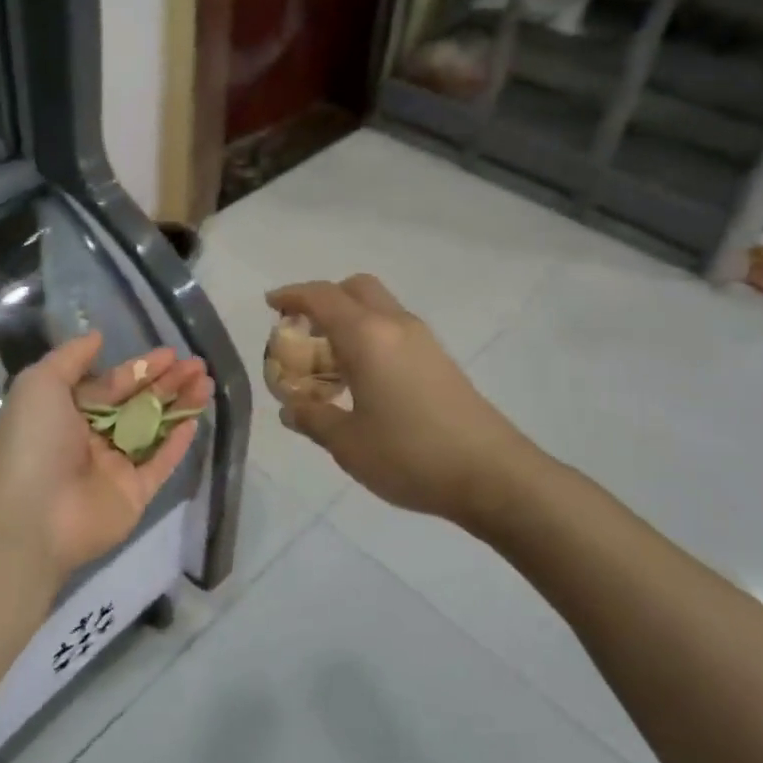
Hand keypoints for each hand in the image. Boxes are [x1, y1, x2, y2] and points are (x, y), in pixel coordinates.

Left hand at [0, 333, 212, 584]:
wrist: (29, 516)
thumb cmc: (32, 441)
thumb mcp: (40, 384)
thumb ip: (71, 357)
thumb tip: (97, 336)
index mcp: (67, 412)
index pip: (111, 384)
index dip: (141, 368)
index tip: (171, 353)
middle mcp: (91, 437)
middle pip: (137, 403)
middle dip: (167, 382)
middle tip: (197, 365)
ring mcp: (114, 467)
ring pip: (153, 429)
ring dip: (179, 405)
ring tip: (206, 382)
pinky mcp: (133, 494)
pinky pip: (160, 464)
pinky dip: (177, 443)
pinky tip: (196, 420)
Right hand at [267, 276, 534, 524]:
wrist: (493, 474)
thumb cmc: (410, 455)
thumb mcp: (347, 444)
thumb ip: (313, 418)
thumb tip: (290, 408)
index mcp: (367, 336)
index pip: (322, 297)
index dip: (292, 295)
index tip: (270, 304)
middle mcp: (395, 325)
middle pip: (356, 288)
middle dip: (325, 298)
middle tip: (303, 329)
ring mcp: (423, 341)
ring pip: (379, 307)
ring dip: (349, 318)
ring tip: (329, 360)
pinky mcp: (440, 360)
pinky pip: (394, 329)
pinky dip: (370, 336)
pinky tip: (363, 378)